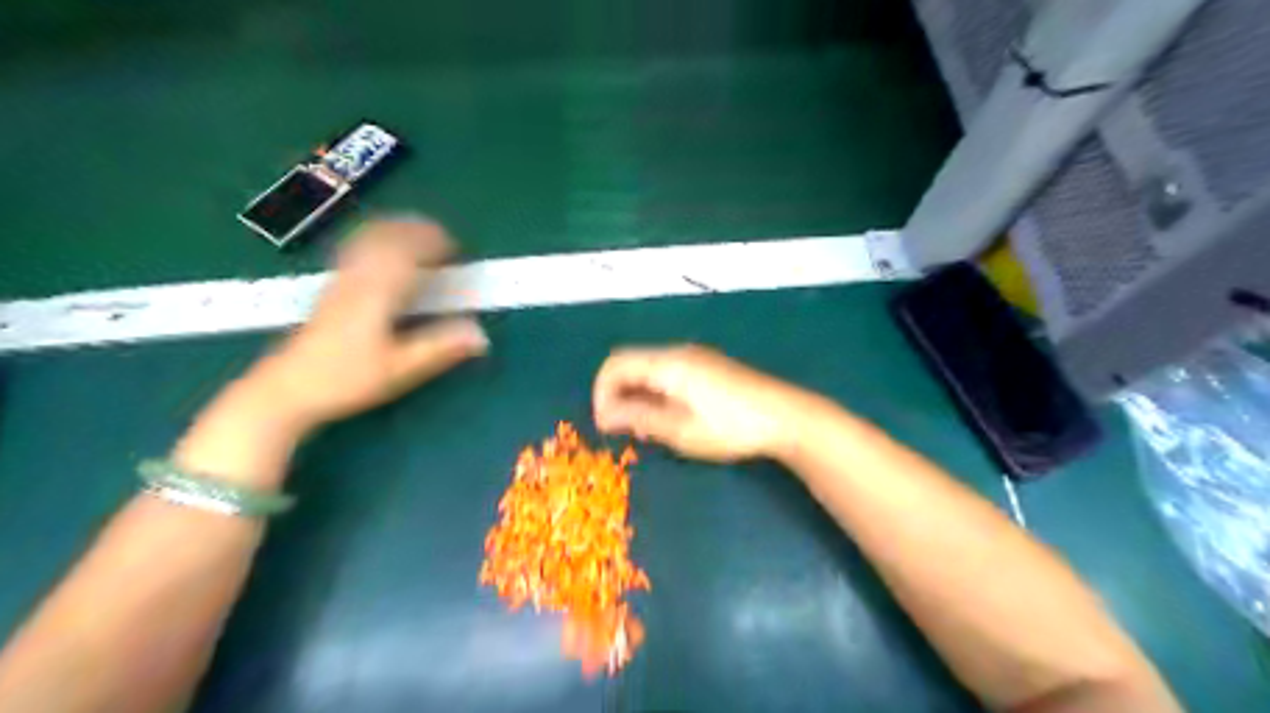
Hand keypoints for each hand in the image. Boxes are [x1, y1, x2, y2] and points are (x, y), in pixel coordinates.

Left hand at [245, 217, 487, 427]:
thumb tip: (481, 335)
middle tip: (443, 239)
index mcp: (377, 292)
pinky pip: (355, 249)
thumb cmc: (345, 380)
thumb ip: (440, 349)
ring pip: (367, 238)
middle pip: (387, 237)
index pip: (408, 252)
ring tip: (417, 236)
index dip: (434, 244)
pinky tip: (382, 251)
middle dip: (417, 231)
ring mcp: (340, 280)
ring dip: (396, 231)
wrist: (286, 389)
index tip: (457, 248)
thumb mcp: (399, 370)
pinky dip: (375, 240)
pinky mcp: (331, 289)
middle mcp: (358, 278)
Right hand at [593, 344, 819, 460]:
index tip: (603, 424)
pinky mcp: (708, 367)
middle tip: (619, 429)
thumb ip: (639, 419)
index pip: (616, 364)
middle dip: (616, 394)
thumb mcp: (680, 430)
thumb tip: (605, 415)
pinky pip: (668, 373)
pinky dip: (655, 392)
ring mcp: (695, 357)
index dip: (601, 392)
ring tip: (643, 429)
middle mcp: (677, 353)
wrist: (785, 416)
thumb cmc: (730, 426)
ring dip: (636, 395)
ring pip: (649, 369)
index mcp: (667, 363)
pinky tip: (666, 418)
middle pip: (631, 363)